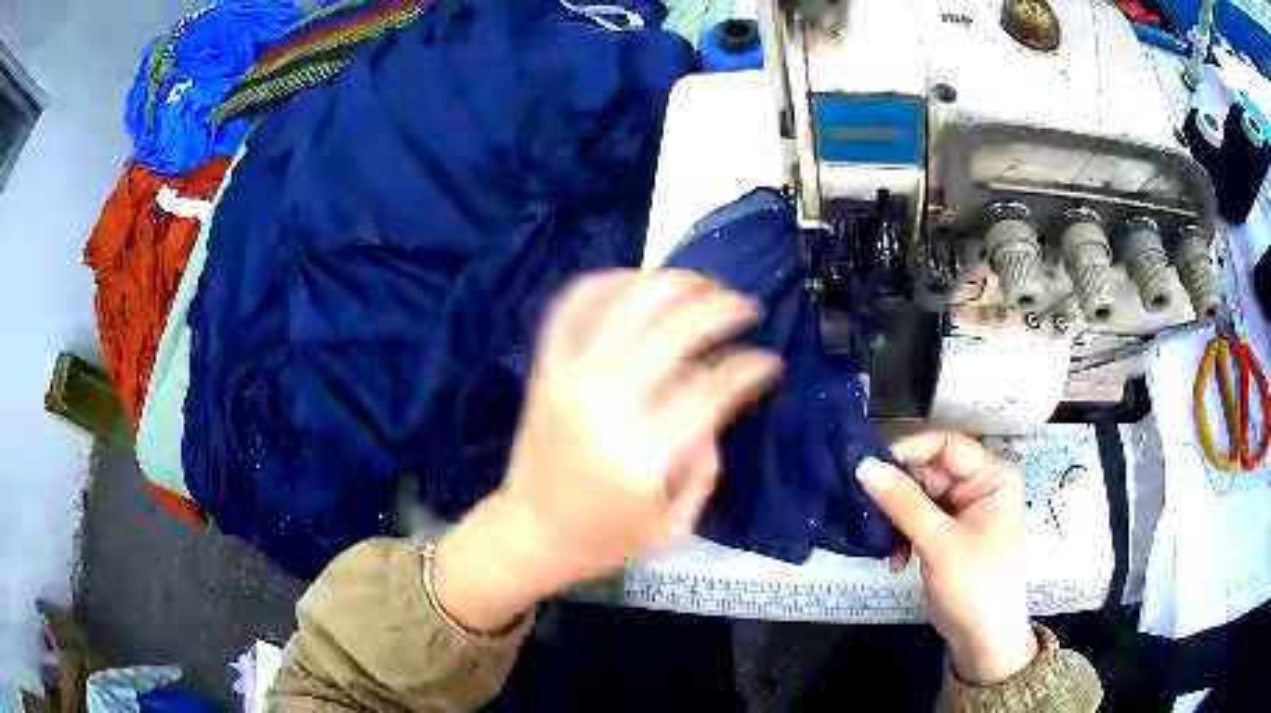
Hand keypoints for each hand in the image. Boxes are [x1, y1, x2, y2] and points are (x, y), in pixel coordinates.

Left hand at [436, 270, 780, 631]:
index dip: (749, 367)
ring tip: (702, 284)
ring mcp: (569, 378)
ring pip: (626, 303)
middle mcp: (605, 404)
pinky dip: (606, 281)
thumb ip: (707, 464)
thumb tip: (717, 404)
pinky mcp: (546, 368)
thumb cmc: (607, 538)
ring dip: (672, 282)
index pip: (711, 387)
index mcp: (643, 454)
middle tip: (745, 308)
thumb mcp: (676, 523)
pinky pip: (572, 306)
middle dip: (721, 308)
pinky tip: (638, 280)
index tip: (768, 361)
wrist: (531, 532)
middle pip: (674, 329)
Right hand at [856, 432, 1038, 683]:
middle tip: (870, 513)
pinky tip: (895, 560)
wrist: (981, 639)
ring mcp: (965, 510)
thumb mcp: (939, 543)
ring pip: (920, 496)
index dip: (911, 452)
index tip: (873, 469)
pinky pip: (919, 519)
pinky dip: (904, 535)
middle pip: (931, 471)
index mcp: (993, 476)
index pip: (948, 445)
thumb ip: (903, 503)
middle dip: (901, 494)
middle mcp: (981, 485)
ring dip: (899, 520)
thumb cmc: (974, 584)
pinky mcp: (949, 532)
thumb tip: (864, 465)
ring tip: (885, 545)